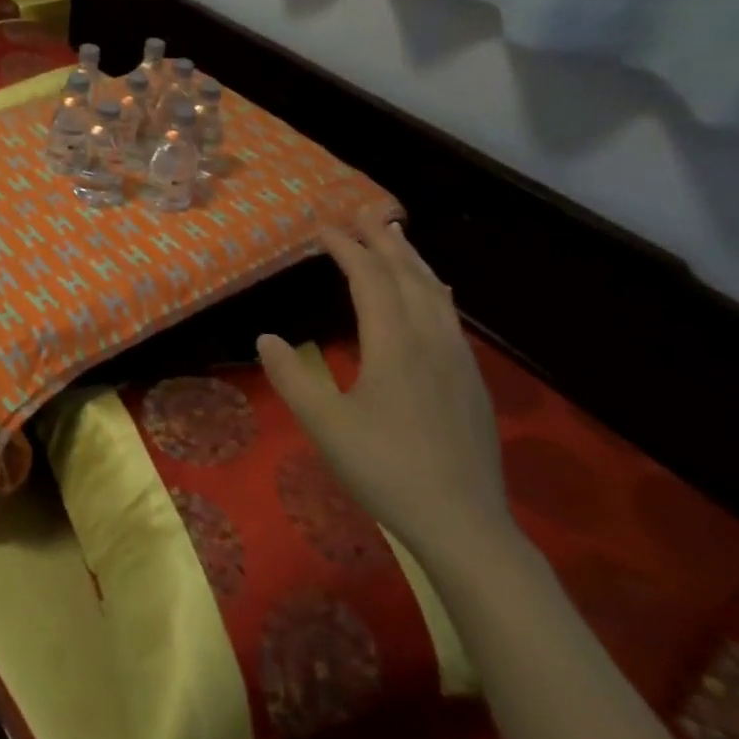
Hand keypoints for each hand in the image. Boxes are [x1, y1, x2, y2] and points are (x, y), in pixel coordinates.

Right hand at [258, 206, 510, 568]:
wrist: (466, 526)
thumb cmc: (387, 470)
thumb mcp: (325, 426)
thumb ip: (292, 377)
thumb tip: (266, 337)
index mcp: (394, 344)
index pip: (370, 279)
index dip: (347, 248)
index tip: (323, 228)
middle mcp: (430, 340)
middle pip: (408, 276)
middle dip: (383, 241)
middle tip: (363, 213)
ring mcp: (457, 361)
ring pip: (435, 294)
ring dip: (413, 261)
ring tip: (398, 238)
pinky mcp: (472, 383)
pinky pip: (451, 318)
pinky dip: (435, 291)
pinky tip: (437, 295)